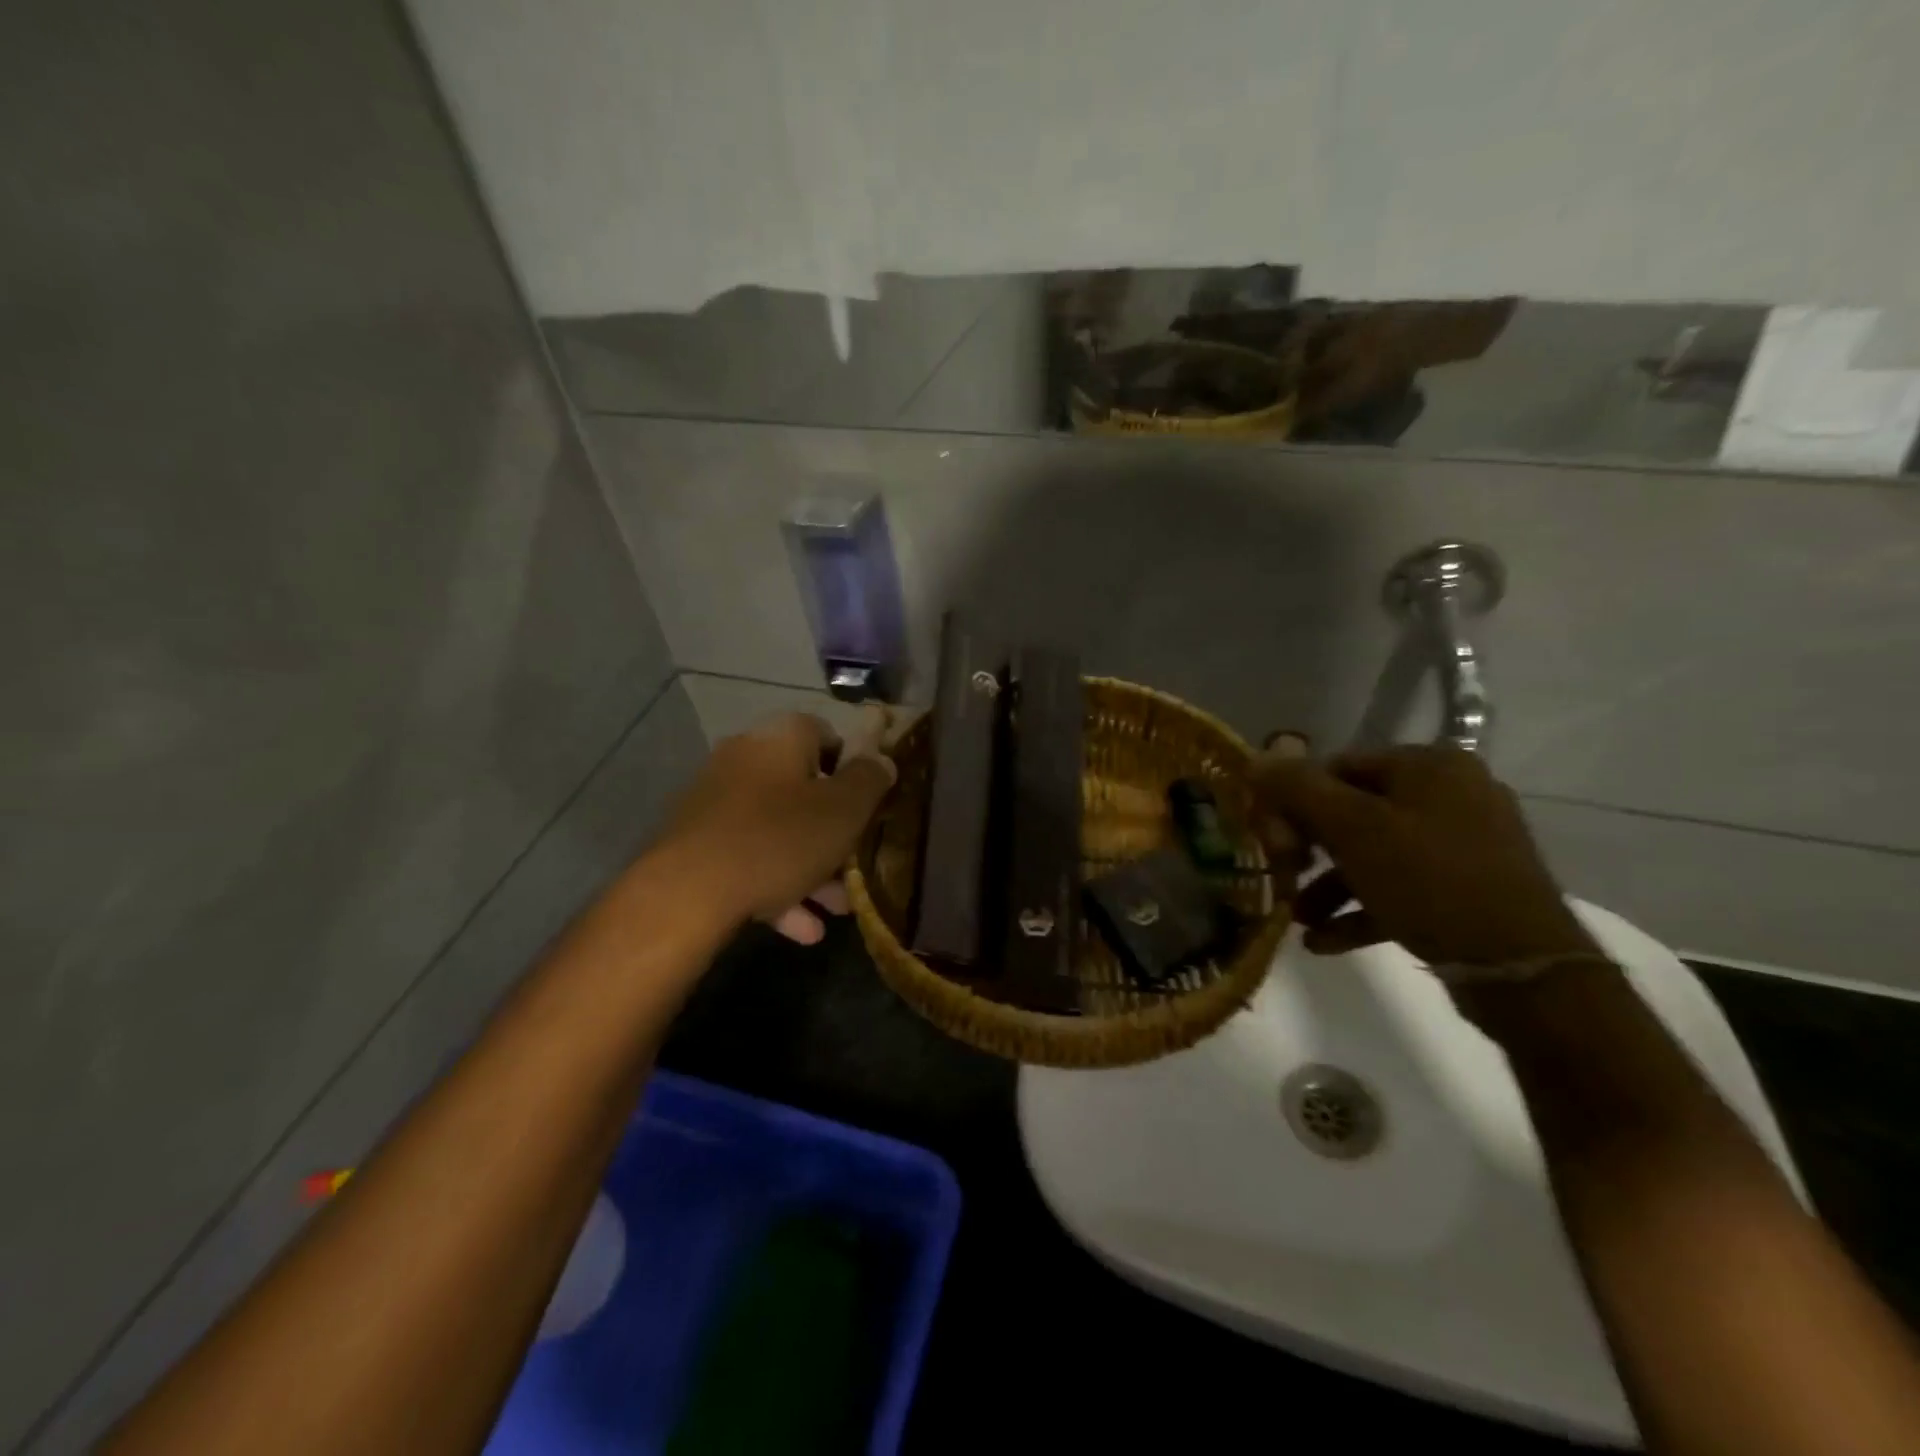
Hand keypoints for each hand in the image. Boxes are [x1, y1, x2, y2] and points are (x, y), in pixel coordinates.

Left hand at [661, 708, 896, 943]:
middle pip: (803, 790)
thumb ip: (870, 780)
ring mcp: (715, 802)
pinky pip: (749, 858)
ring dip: (811, 868)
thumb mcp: (843, 810)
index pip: (826, 734)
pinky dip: (777, 887)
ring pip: (777, 831)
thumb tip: (881, 759)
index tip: (868, 803)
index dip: (853, 767)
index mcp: (780, 738)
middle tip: (856, 866)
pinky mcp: (697, 844)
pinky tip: (802, 929)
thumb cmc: (779, 840)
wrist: (686, 893)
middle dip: (834, 833)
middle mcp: (744, 759)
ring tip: (837, 909)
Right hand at [1254, 742, 1595, 968]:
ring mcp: (1464, 845)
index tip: (1272, 840)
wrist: (1523, 972)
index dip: (1295, 801)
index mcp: (1430, 766)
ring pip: (1375, 854)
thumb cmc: (1430, 881)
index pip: (1339, 766)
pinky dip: (1361, 910)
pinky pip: (1400, 889)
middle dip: (1310, 850)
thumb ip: (1298, 790)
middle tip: (1283, 877)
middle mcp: (1451, 795)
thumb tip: (1255, 760)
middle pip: (1354, 811)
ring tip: (1300, 919)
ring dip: (1330, 886)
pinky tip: (1323, 942)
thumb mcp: (1352, 829)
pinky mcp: (1468, 890)